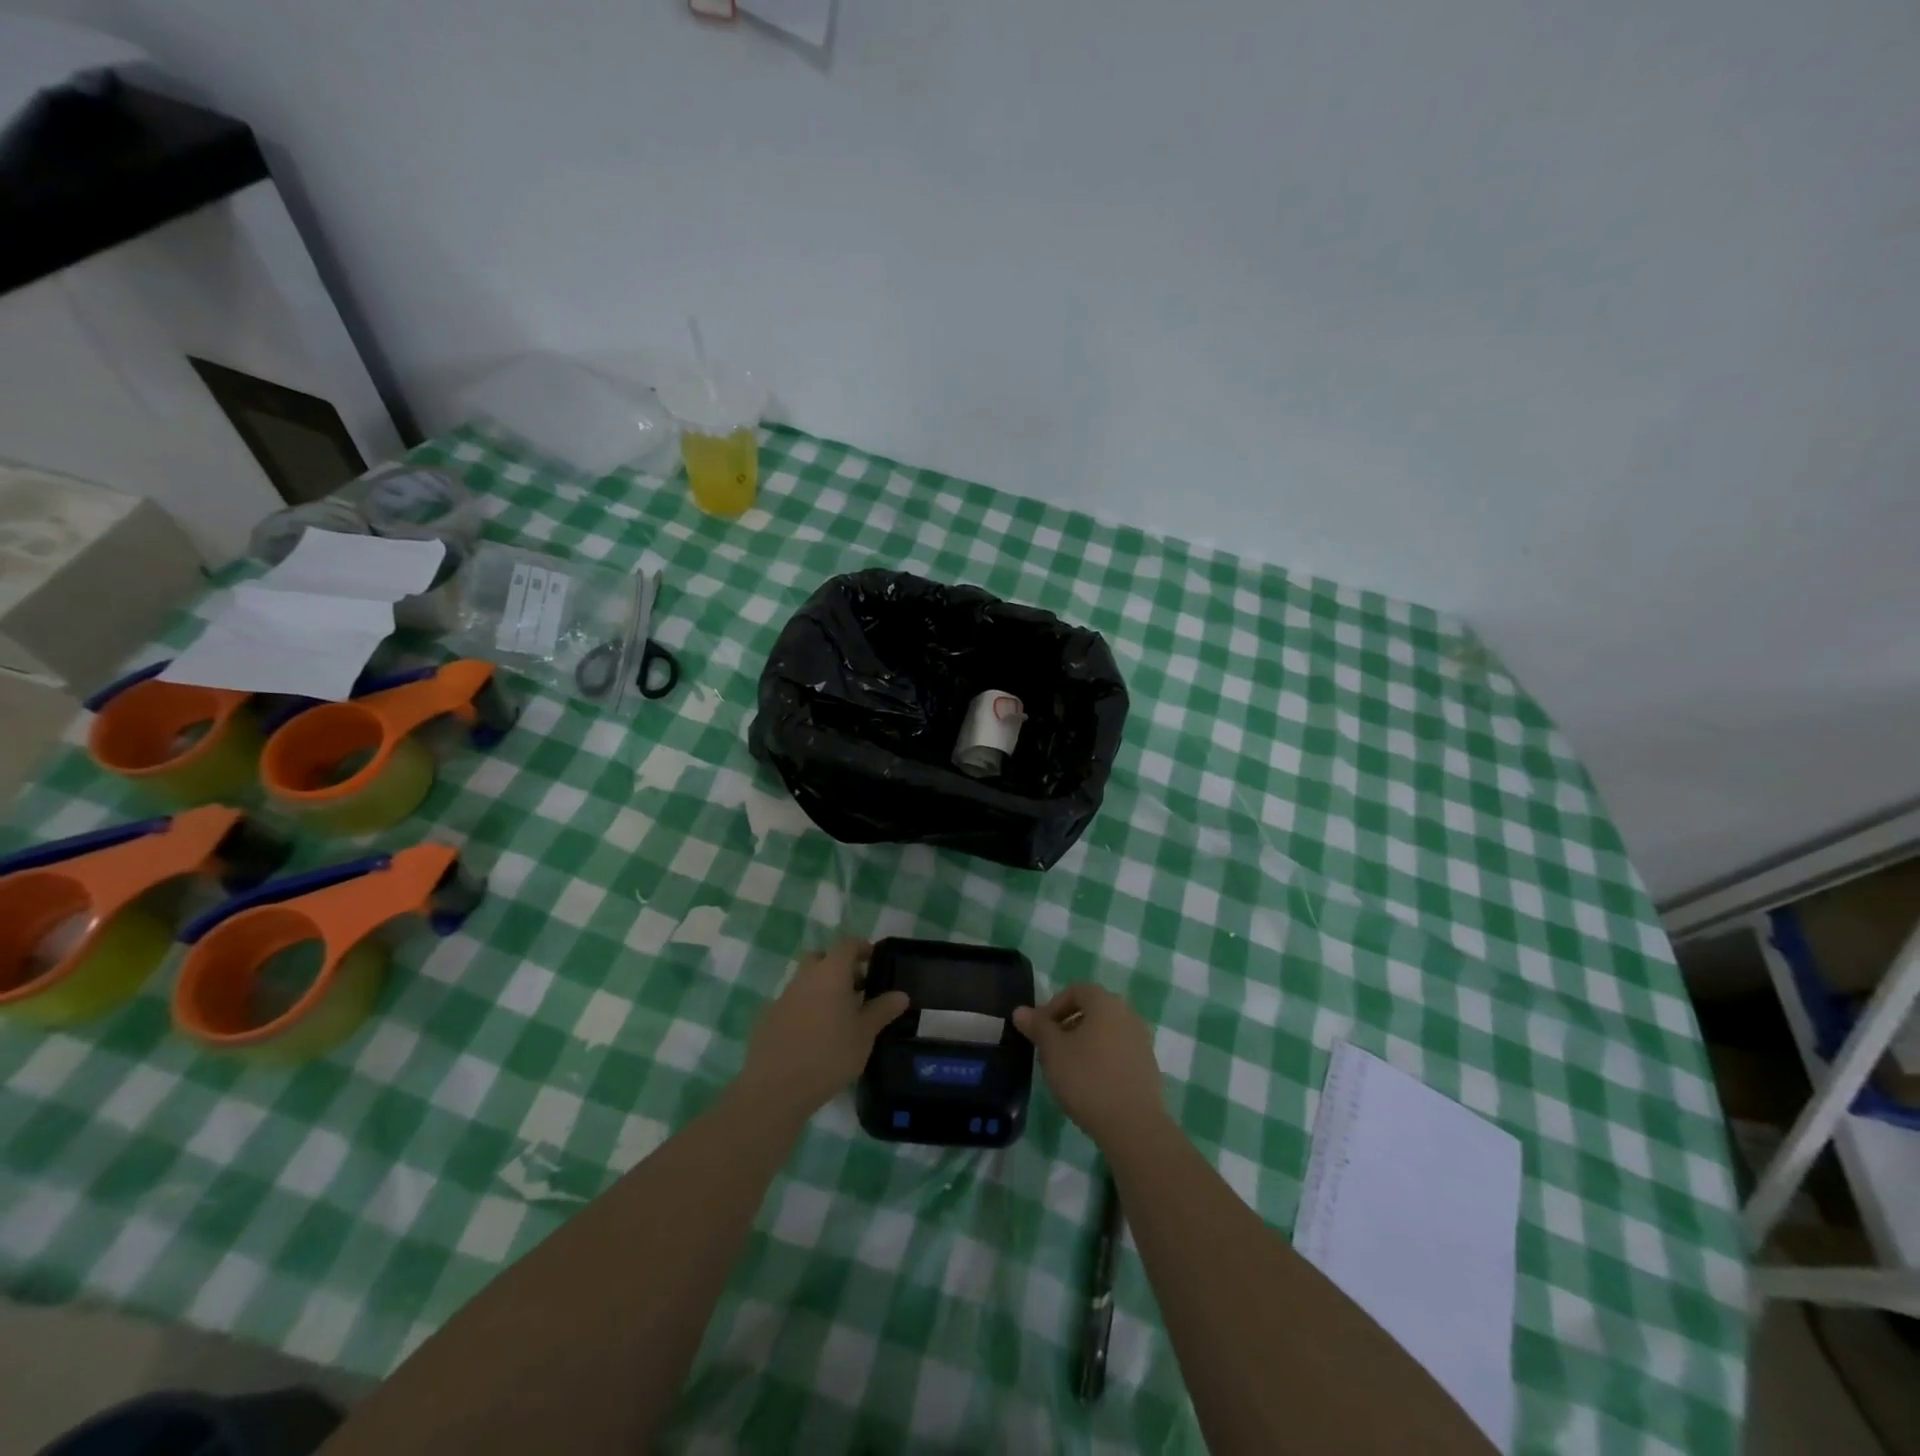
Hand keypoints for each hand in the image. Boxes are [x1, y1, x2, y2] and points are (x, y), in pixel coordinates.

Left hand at [739, 938, 909, 1113]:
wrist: (775, 1088)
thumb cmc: (829, 1055)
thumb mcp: (864, 1034)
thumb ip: (882, 1010)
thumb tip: (901, 994)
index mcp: (830, 972)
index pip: (847, 944)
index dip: (862, 947)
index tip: (874, 959)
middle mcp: (804, 977)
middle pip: (821, 958)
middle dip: (838, 967)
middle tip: (856, 989)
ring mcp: (782, 996)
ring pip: (805, 981)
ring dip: (821, 989)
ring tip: (837, 1017)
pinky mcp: (767, 1018)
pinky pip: (792, 1003)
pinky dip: (805, 1009)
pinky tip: (813, 1036)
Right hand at [1012, 984, 1166, 1149]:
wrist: (1133, 1125)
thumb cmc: (1087, 1079)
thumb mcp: (1053, 1051)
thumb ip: (1037, 1026)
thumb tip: (1021, 1011)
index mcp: (1105, 1003)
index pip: (1075, 990)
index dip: (1052, 1007)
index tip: (1039, 1031)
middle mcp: (1127, 1014)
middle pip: (1091, 1010)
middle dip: (1066, 1025)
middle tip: (1049, 1051)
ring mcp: (1141, 1040)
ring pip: (1105, 1032)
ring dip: (1083, 1043)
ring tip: (1066, 1070)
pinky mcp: (1148, 1065)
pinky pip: (1118, 1051)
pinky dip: (1101, 1058)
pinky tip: (1090, 1084)